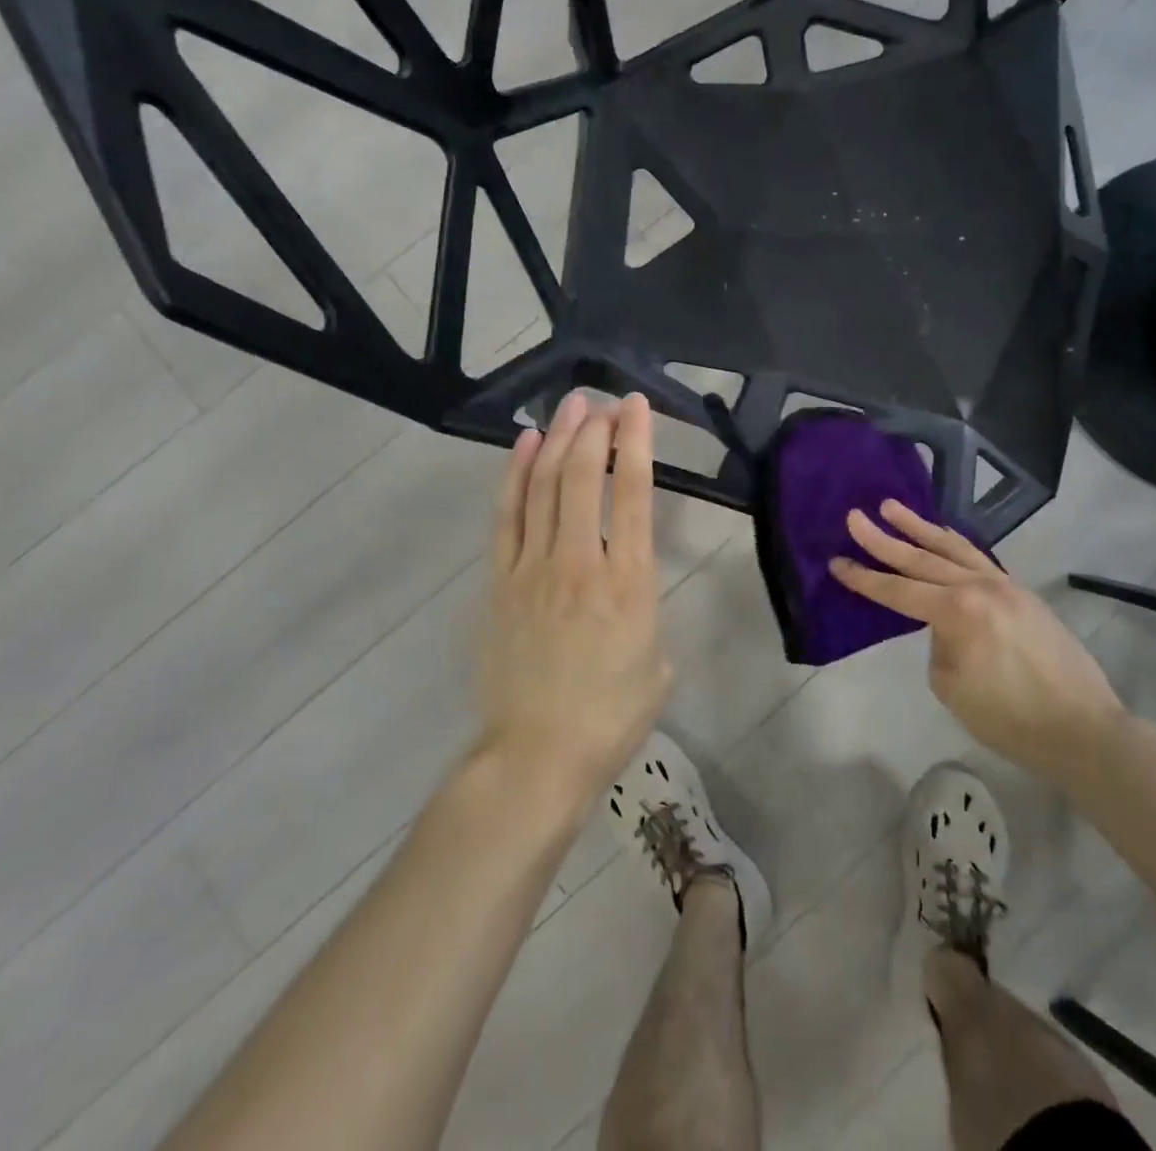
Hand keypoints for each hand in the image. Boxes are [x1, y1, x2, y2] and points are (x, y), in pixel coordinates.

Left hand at [476, 392, 670, 805]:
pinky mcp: (500, 582)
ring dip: (558, 441)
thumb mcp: (656, 665)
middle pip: (583, 478)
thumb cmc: (609, 717)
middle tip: (602, 400)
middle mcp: (580, 563)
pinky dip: (516, 476)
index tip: (637, 408)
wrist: (537, 755)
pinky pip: (508, 517)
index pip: (632, 495)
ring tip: (569, 406)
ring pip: (544, 488)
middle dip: (595, 431)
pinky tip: (525, 447)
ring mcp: (533, 569)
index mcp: (628, 582)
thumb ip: (646, 615)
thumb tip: (626, 594)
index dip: (636, 444)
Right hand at [830, 501, 1125, 781]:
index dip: (864, 578)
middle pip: (920, 559)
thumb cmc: (1010, 718)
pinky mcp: (1020, 592)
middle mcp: (979, 587)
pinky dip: (953, 543)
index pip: (898, 591)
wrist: (1083, 728)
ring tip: (891, 507)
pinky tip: (942, 535)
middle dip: (883, 539)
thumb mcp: (952, 686)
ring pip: (952, 548)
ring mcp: (1003, 585)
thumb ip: (939, 644)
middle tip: (854, 517)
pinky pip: (977, 557)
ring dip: (919, 528)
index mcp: (957, 612)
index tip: (836, 561)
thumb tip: (945, 627)